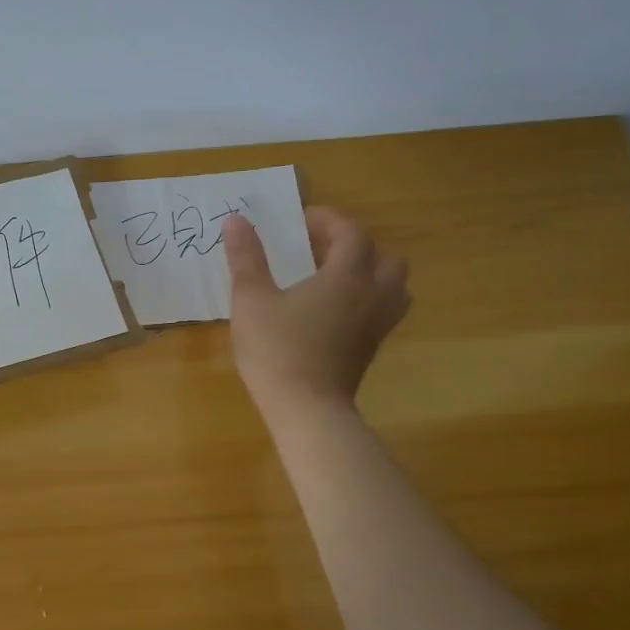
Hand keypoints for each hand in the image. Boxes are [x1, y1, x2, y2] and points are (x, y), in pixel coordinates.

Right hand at [222, 208, 409, 421]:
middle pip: (385, 258)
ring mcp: (376, 326)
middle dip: (355, 246)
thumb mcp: (251, 299)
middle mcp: (372, 296)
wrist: (306, 409)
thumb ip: (246, 258)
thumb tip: (235, 220)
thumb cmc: (277, 349)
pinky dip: (366, 299)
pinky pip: (383, 312)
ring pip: (393, 287)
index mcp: (347, 276)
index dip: (328, 220)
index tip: (299, 221)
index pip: (351, 233)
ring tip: (333, 277)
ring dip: (370, 273)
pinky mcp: (371, 349)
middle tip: (320, 249)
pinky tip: (333, 310)